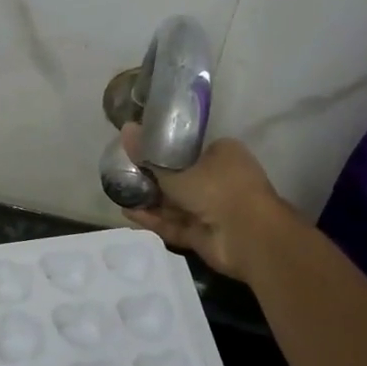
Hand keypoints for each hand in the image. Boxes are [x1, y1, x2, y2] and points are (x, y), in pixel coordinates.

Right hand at [120, 125, 301, 282]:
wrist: (248, 237)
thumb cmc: (218, 189)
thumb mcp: (176, 169)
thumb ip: (149, 156)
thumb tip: (125, 129)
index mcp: (222, 155)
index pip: (189, 149)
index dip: (163, 151)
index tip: (138, 151)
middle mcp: (219, 180)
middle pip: (179, 178)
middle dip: (152, 179)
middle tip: (122, 173)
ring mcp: (212, 210)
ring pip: (175, 204)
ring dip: (149, 200)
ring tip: (118, 193)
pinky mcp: (203, 234)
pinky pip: (174, 224)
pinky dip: (154, 220)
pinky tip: (128, 214)